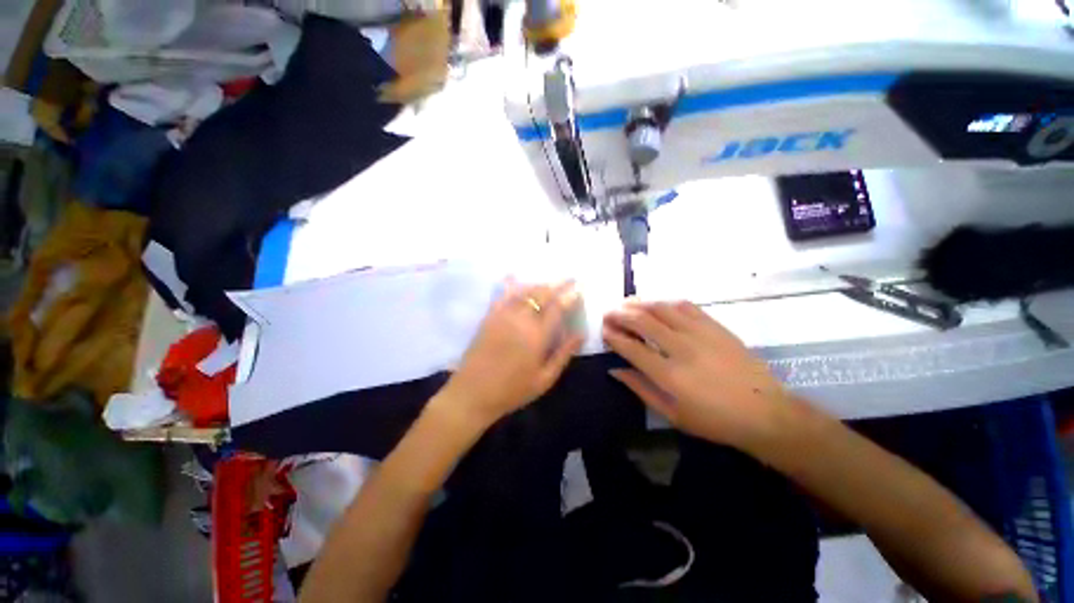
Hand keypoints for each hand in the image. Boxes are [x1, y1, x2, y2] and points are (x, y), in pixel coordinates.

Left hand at [437, 280, 584, 429]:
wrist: (473, 393)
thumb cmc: (512, 390)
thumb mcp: (544, 379)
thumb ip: (564, 354)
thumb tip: (581, 334)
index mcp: (537, 335)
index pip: (557, 307)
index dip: (570, 296)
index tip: (579, 288)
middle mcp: (521, 319)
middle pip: (542, 294)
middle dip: (558, 284)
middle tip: (570, 278)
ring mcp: (502, 315)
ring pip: (524, 291)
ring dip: (539, 284)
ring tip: (550, 282)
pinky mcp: (489, 317)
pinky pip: (502, 295)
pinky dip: (511, 284)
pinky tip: (515, 276)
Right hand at [602, 300, 789, 449]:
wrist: (765, 413)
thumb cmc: (714, 420)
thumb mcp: (672, 414)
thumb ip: (640, 388)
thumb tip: (615, 370)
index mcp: (669, 374)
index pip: (631, 347)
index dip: (613, 336)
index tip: (603, 331)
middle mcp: (681, 348)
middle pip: (642, 320)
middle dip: (619, 314)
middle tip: (608, 313)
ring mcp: (699, 333)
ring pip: (661, 308)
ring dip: (639, 303)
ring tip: (625, 304)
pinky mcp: (715, 326)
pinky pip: (685, 306)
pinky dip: (666, 302)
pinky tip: (657, 304)